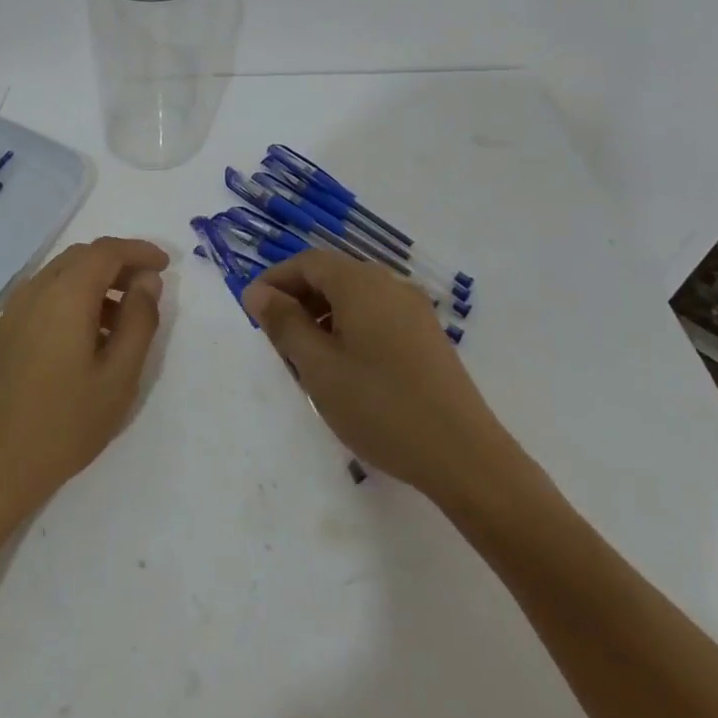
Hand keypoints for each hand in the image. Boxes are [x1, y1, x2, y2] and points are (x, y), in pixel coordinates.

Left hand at [0, 237, 167, 522]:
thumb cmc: (65, 423)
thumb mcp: (119, 377)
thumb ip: (139, 321)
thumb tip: (146, 281)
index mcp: (65, 294)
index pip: (107, 251)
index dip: (139, 251)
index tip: (165, 265)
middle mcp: (36, 289)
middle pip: (83, 256)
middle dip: (119, 263)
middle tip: (148, 289)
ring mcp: (15, 309)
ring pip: (63, 274)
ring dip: (96, 281)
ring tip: (124, 320)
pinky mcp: (6, 330)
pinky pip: (46, 294)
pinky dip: (74, 297)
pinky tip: (89, 337)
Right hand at [242, 249, 513, 502]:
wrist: (465, 456)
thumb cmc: (380, 406)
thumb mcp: (318, 366)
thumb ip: (283, 323)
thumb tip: (257, 291)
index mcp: (360, 283)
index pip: (307, 261)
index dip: (275, 279)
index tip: (252, 310)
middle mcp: (389, 284)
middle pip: (332, 276)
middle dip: (298, 300)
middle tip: (276, 341)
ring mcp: (413, 310)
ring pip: (354, 298)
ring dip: (323, 316)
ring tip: (307, 361)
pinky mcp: (427, 336)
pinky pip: (377, 316)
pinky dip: (350, 329)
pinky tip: (346, 370)